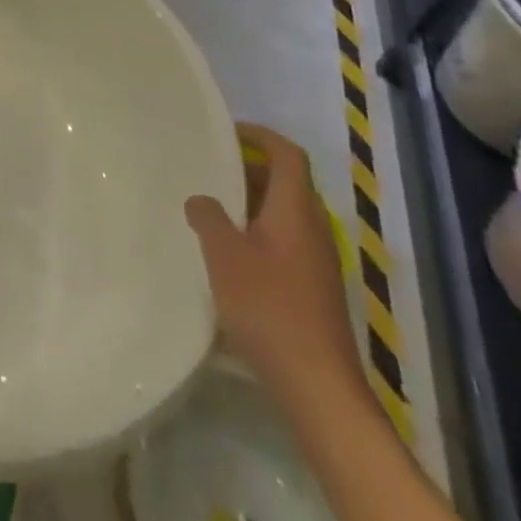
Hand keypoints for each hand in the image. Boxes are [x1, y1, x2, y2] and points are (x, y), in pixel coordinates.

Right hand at [183, 124, 359, 395]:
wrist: (319, 387)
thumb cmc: (269, 307)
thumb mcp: (224, 254)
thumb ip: (208, 217)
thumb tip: (201, 200)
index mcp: (295, 210)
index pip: (288, 155)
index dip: (260, 136)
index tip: (227, 132)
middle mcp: (313, 229)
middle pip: (287, 183)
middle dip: (251, 169)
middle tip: (212, 169)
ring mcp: (318, 263)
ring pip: (286, 215)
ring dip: (253, 204)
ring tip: (213, 210)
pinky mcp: (315, 292)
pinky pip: (286, 243)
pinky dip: (260, 234)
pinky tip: (231, 256)